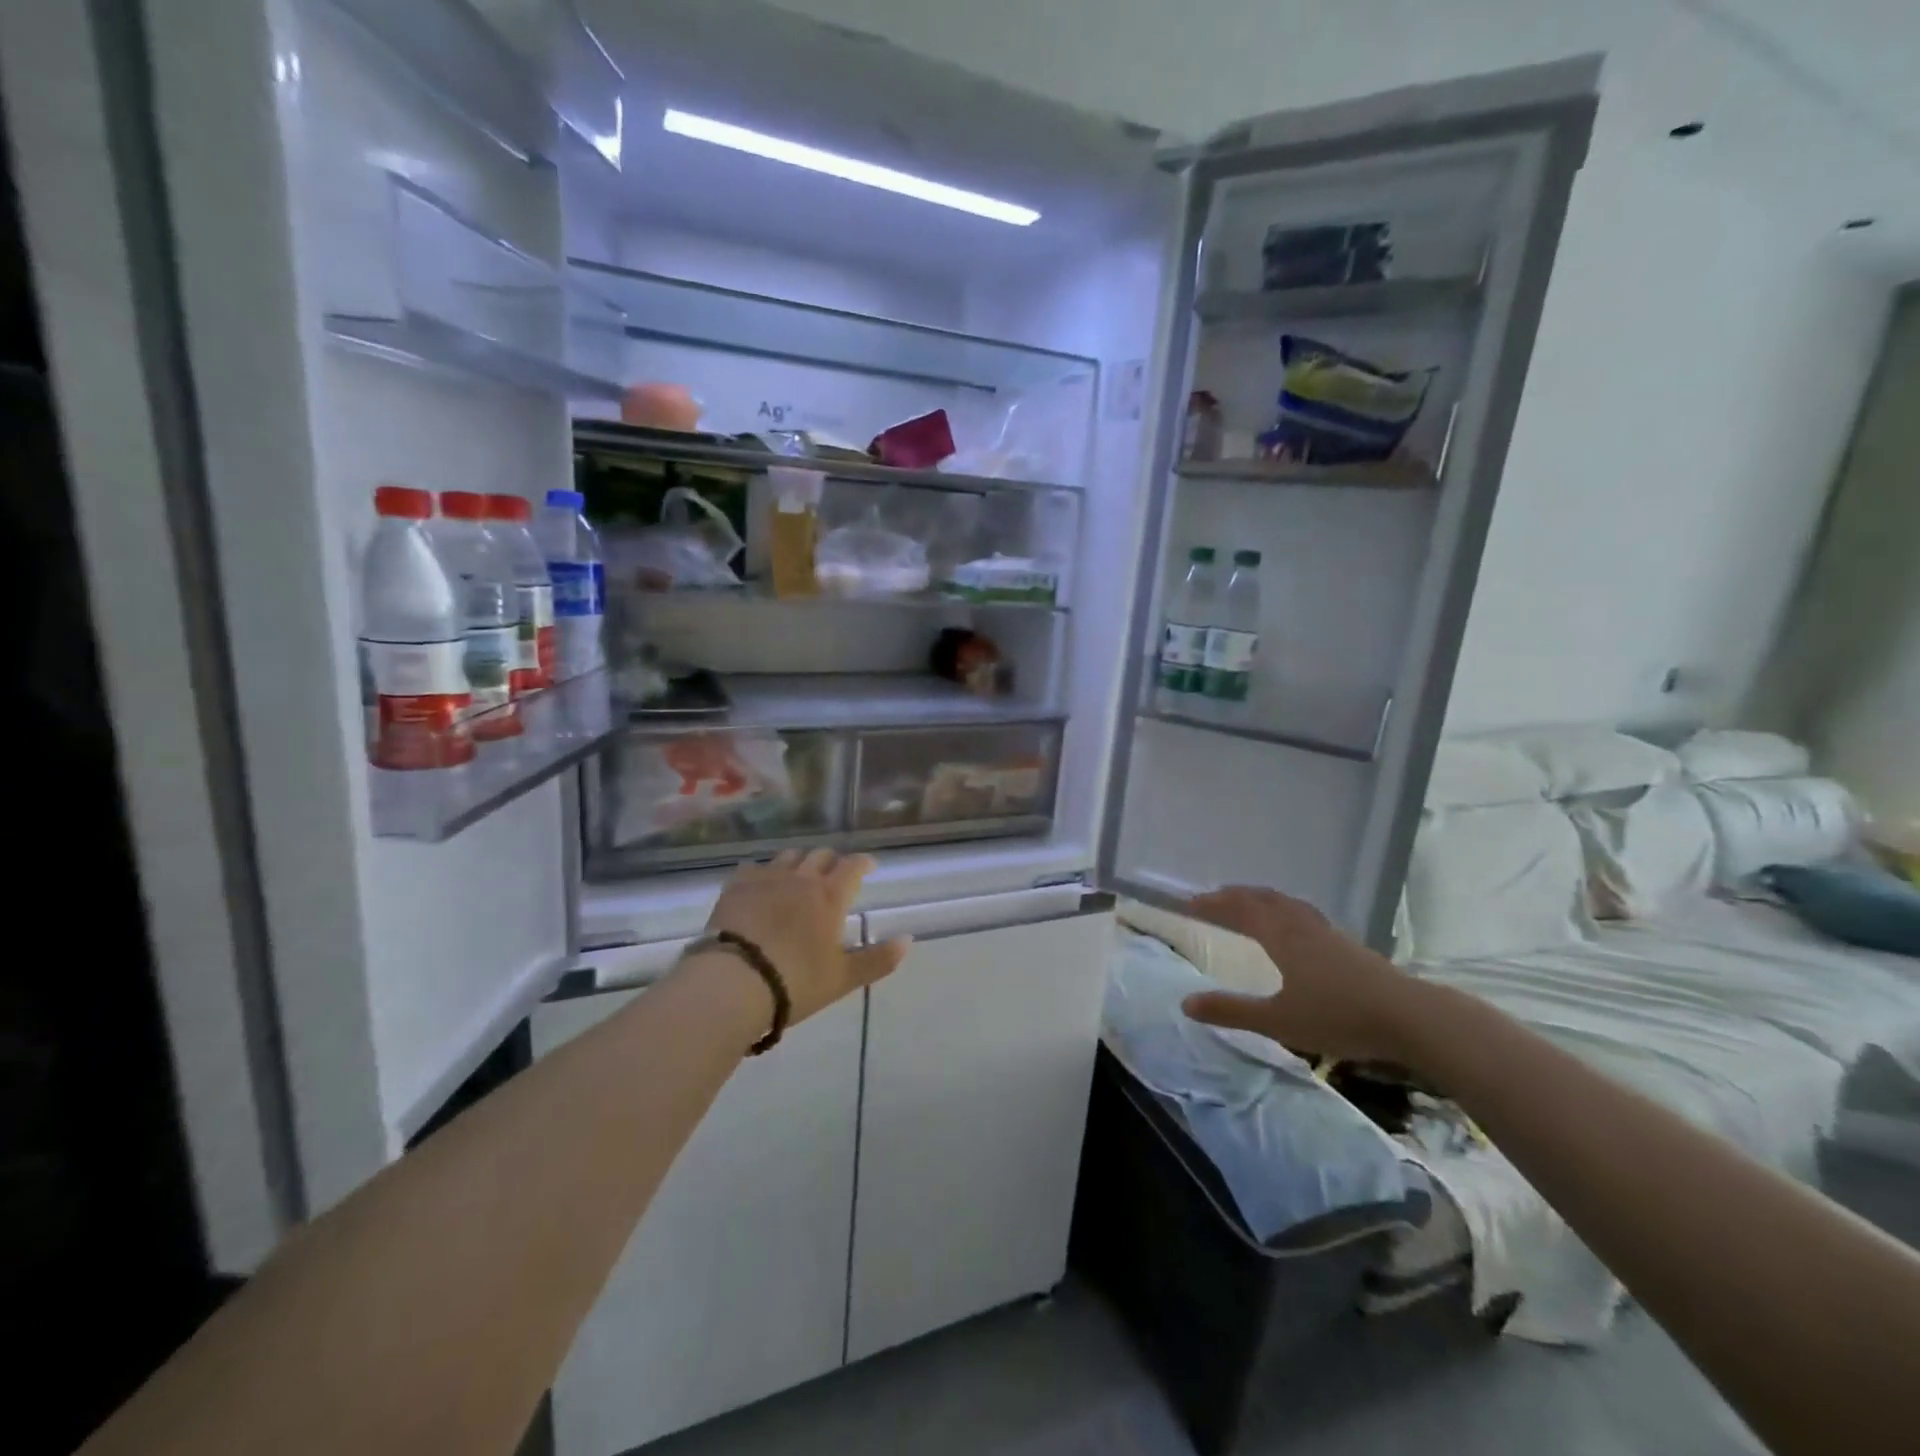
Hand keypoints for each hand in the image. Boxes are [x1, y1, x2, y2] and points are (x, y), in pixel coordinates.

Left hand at [699, 848, 910, 1026]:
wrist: (734, 982)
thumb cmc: (796, 982)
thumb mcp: (843, 978)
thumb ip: (878, 959)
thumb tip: (908, 940)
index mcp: (830, 896)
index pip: (853, 866)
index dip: (862, 863)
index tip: (868, 866)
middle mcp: (801, 878)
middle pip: (820, 855)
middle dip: (831, 861)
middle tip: (834, 875)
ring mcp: (767, 878)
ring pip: (789, 856)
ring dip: (799, 862)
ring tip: (799, 876)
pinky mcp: (736, 886)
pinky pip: (754, 868)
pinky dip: (763, 872)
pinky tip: (761, 885)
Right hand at [1179, 886, 1423, 1063]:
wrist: (1412, 1019)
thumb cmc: (1339, 1017)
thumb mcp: (1278, 1020)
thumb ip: (1232, 1011)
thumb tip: (1186, 1003)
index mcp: (1282, 937)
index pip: (1240, 910)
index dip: (1214, 904)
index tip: (1189, 902)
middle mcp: (1302, 926)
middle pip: (1264, 899)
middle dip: (1235, 896)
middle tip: (1212, 899)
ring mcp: (1328, 933)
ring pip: (1287, 904)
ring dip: (1261, 900)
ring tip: (1248, 905)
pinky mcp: (1348, 946)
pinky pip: (1304, 914)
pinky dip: (1284, 911)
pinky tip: (1294, 929)